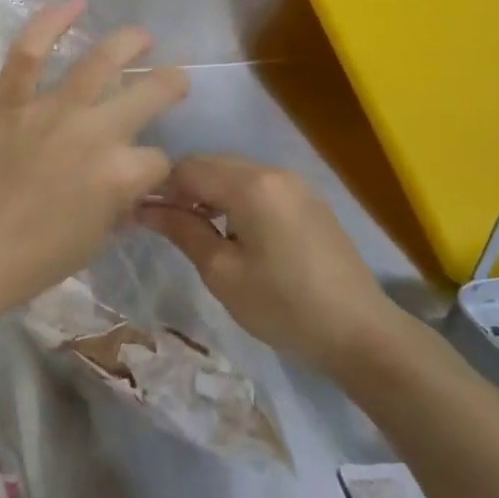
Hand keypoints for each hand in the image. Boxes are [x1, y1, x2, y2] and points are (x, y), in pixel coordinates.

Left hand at [0, 0, 189, 326]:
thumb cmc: (28, 263)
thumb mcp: (90, 244)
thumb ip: (115, 210)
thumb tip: (126, 193)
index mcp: (121, 175)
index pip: (158, 161)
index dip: (157, 169)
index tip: (149, 172)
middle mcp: (96, 132)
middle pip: (149, 95)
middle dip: (169, 85)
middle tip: (173, 79)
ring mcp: (51, 109)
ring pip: (100, 61)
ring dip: (129, 42)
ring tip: (141, 35)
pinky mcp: (8, 98)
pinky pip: (31, 50)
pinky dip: (52, 21)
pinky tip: (75, 3)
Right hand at [136, 155, 405, 370]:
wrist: (360, 332)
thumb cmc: (283, 306)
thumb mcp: (223, 273)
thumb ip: (183, 231)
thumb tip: (145, 209)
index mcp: (252, 185)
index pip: (189, 168)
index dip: (159, 187)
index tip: (139, 214)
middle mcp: (274, 172)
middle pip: (213, 165)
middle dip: (183, 188)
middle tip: (162, 224)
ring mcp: (296, 184)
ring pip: (236, 174)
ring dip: (209, 194)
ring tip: (193, 230)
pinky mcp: (309, 201)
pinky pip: (259, 187)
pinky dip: (235, 200)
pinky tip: (230, 232)